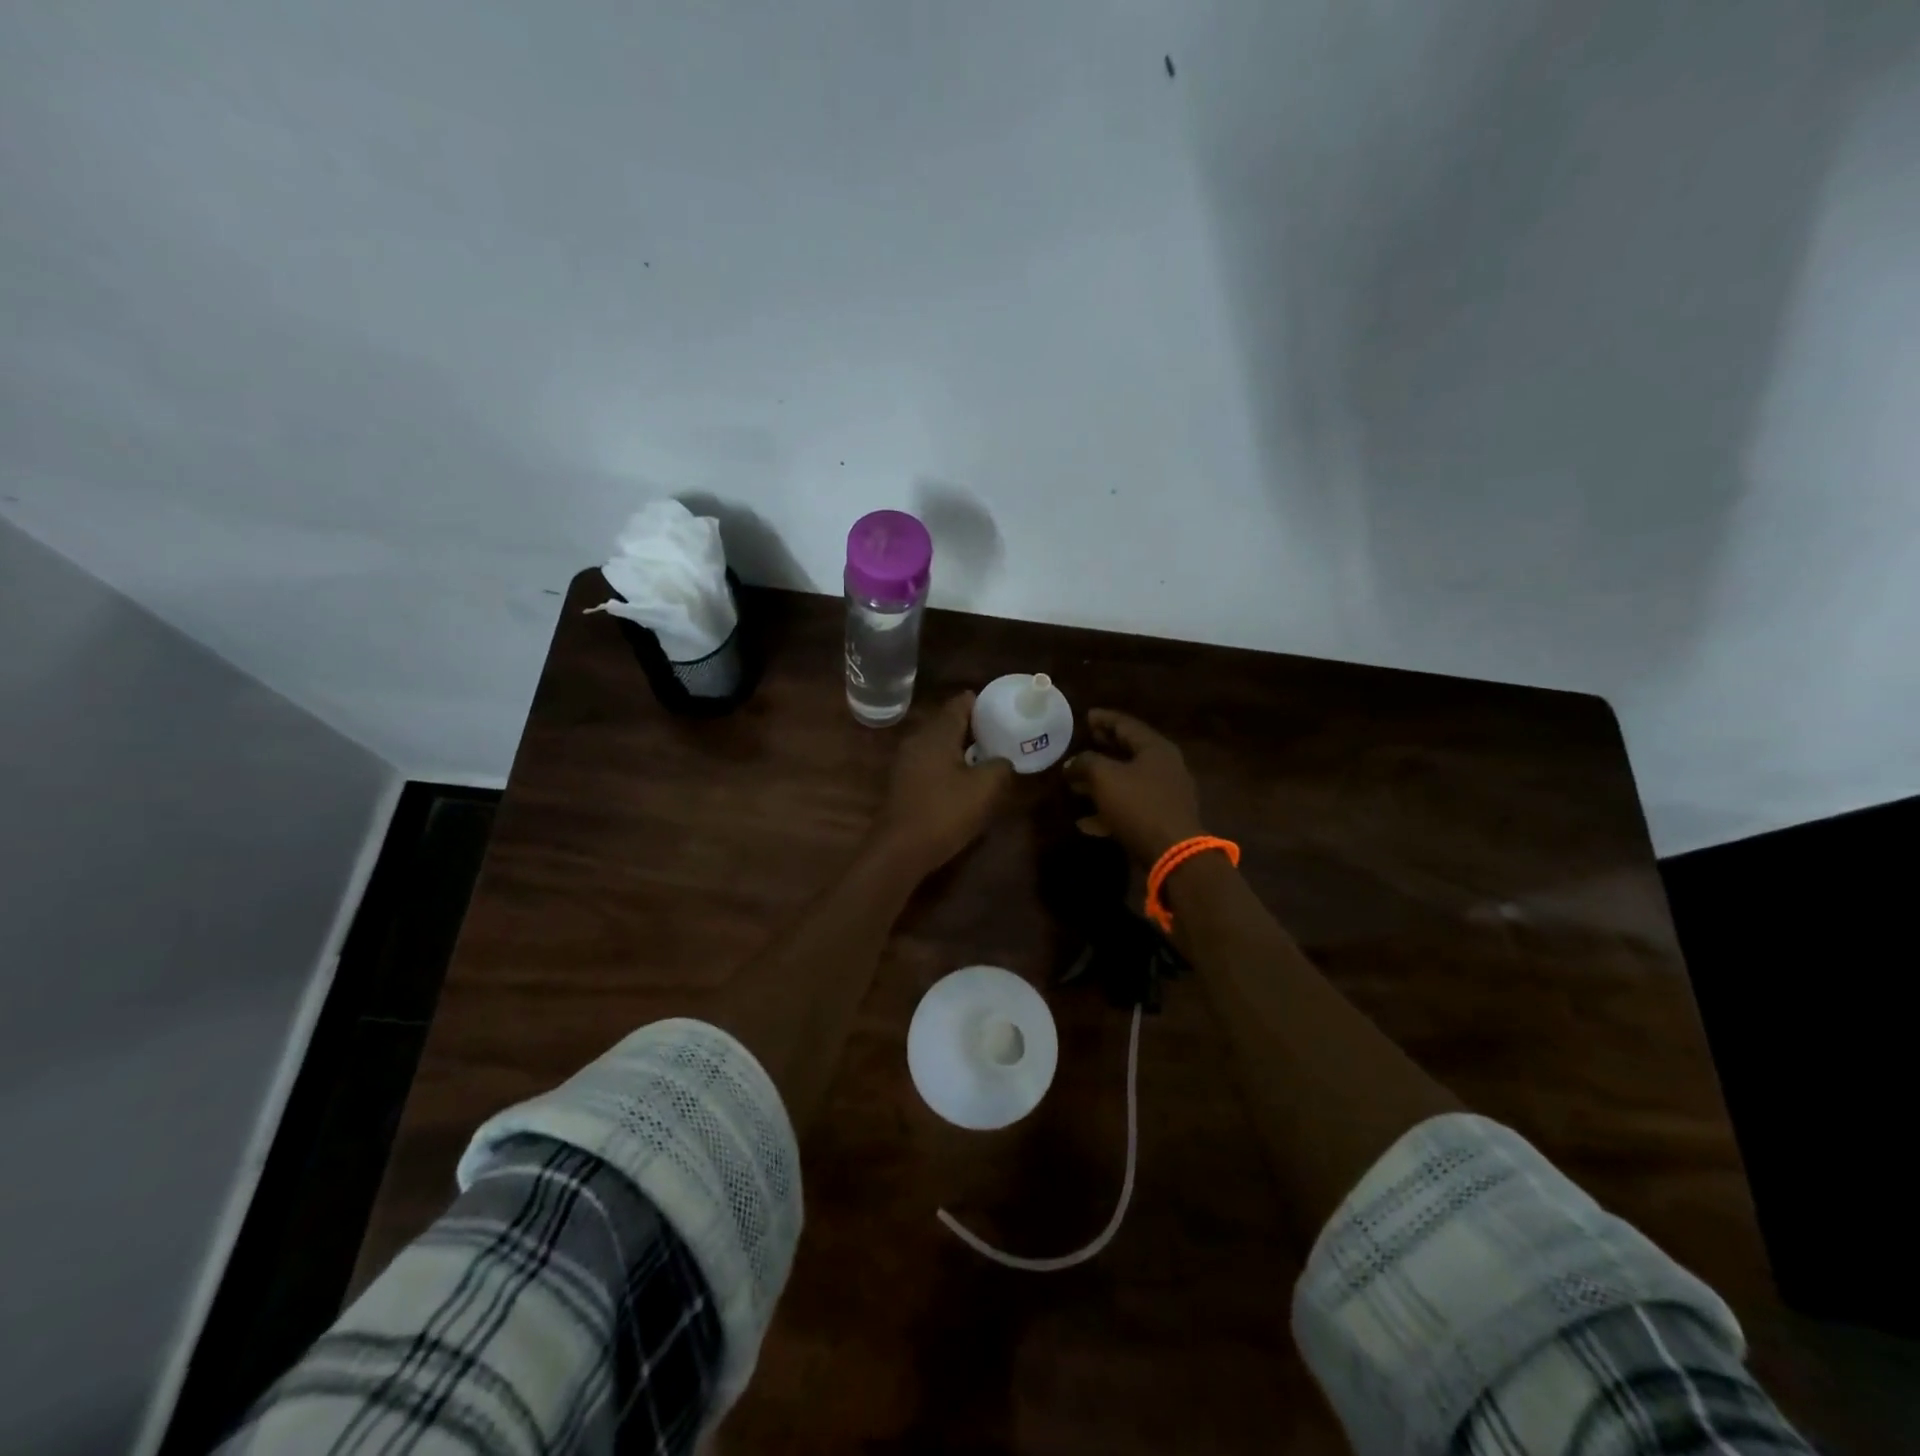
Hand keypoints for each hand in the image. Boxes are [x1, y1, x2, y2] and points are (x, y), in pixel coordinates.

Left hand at [871, 692, 1014, 875]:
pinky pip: (931, 763)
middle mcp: (919, 739)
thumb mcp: (985, 788)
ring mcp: (906, 761)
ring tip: (988, 759)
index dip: (984, 704)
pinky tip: (964, 782)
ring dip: (962, 748)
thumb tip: (1002, 760)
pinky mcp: (903, 782)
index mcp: (938, 733)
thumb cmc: (944, 812)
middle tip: (1002, 736)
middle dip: (976, 727)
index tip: (1005, 711)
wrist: (899, 850)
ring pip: (940, 744)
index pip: (962, 702)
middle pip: (950, 722)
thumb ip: (1000, 766)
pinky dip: (949, 765)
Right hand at [1064, 709, 1205, 866]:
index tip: (1086, 716)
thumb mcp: (1105, 777)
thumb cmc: (1139, 805)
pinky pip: (1129, 808)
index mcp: (1155, 749)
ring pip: (1127, 782)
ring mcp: (1164, 795)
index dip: (1104, 719)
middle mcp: (1164, 767)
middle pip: (1129, 752)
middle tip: (1083, 742)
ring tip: (1074, 785)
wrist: (1173, 853)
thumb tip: (1072, 764)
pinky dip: (1108, 810)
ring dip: (1100, 782)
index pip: (1126, 725)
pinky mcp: (1160, 820)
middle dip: (1103, 748)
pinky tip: (1085, 822)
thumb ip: (1085, 763)